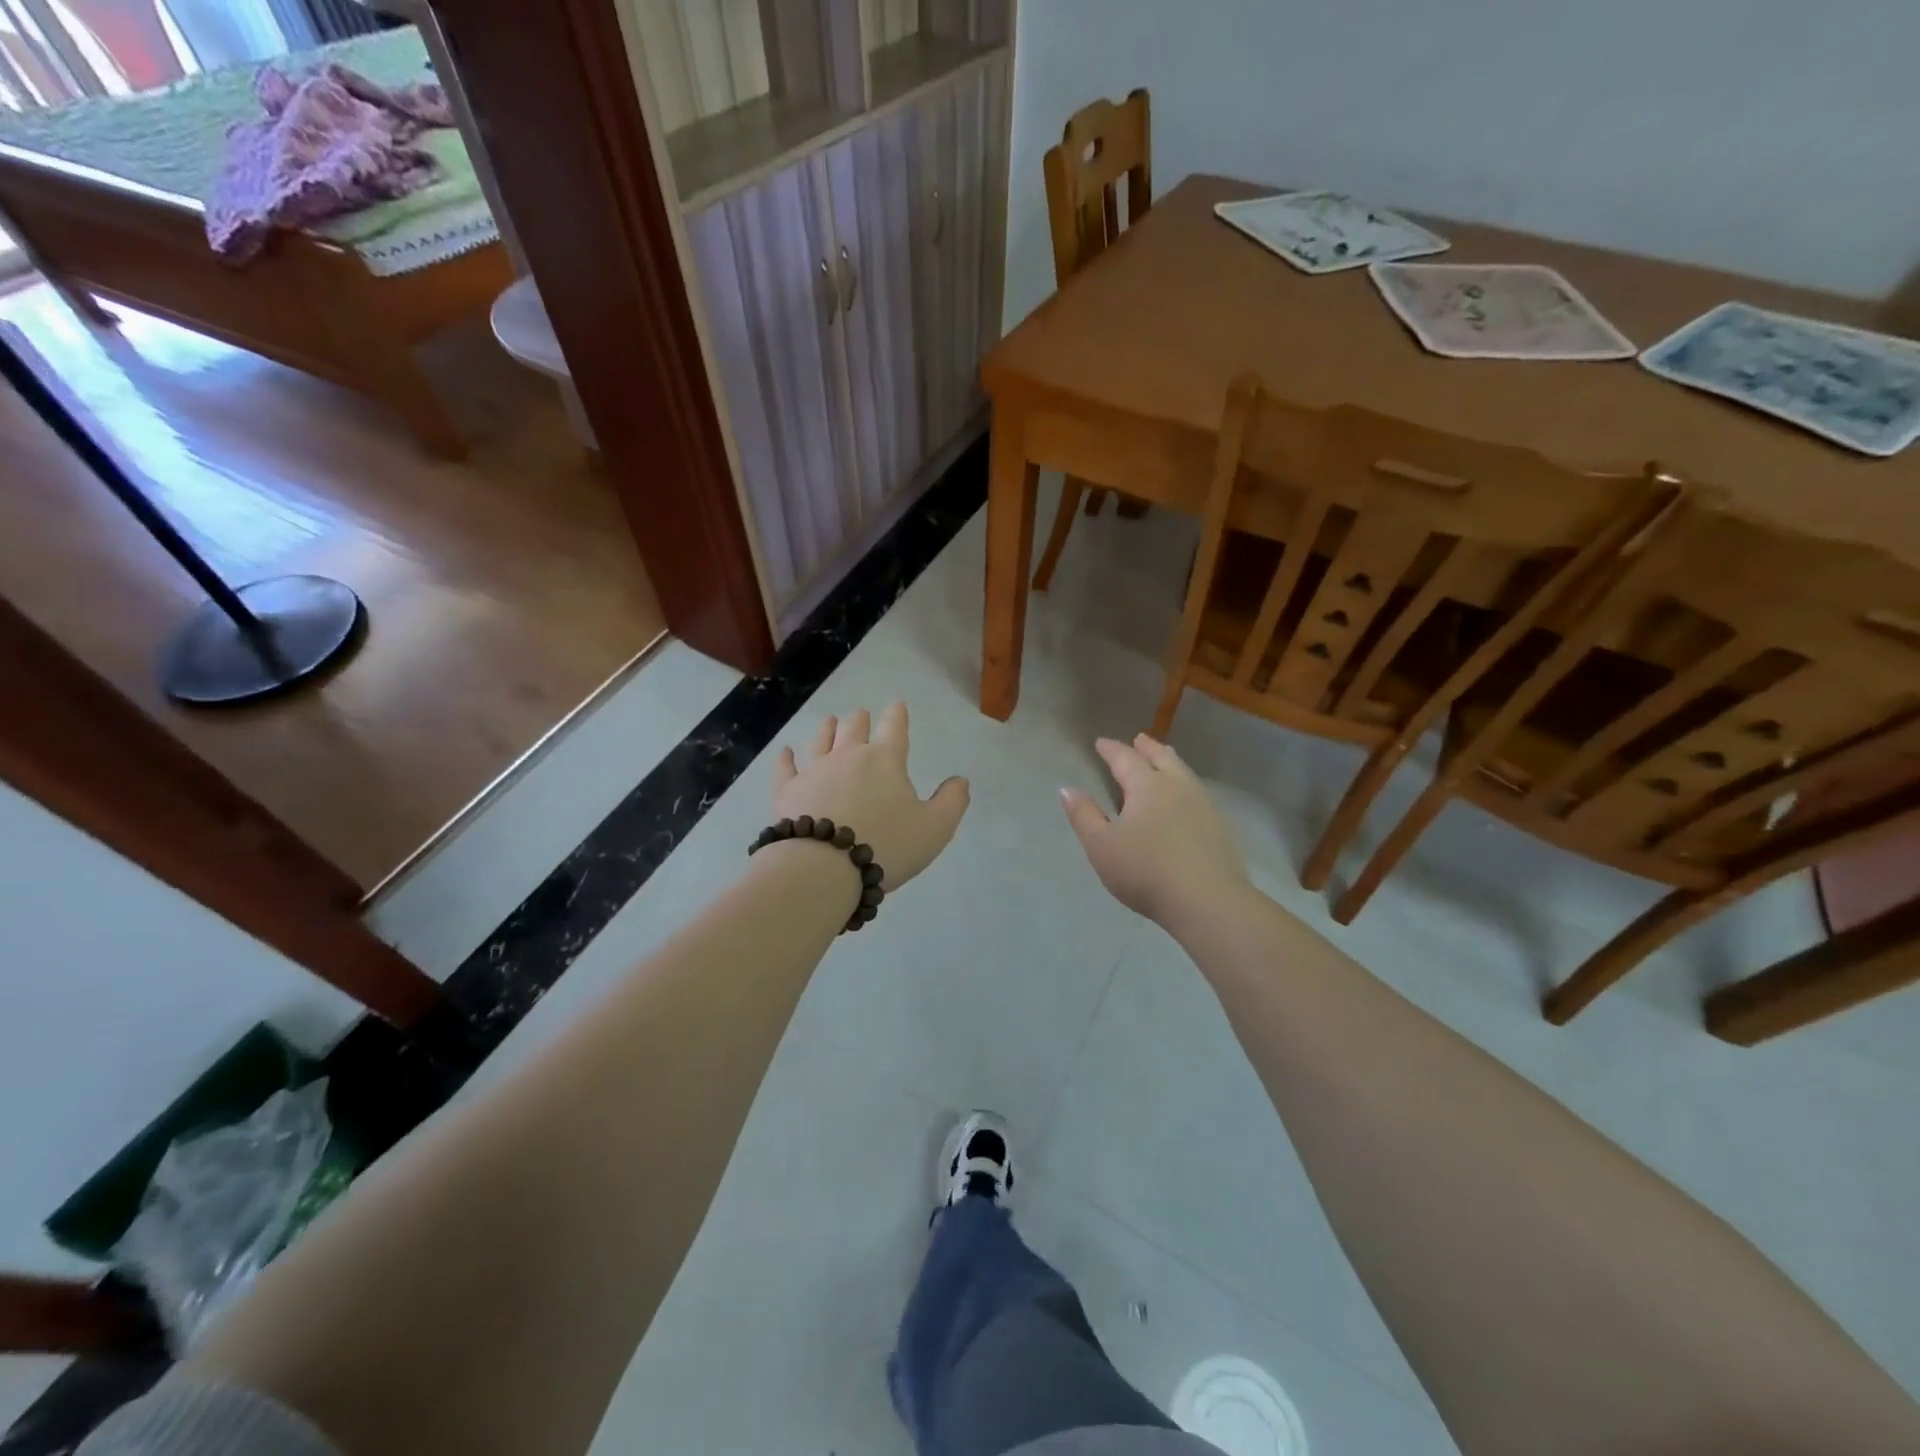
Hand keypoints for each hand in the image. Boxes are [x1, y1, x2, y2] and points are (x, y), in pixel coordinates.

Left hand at [771, 704, 969, 889]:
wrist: (823, 868)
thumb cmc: (885, 845)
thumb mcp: (934, 828)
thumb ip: (951, 801)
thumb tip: (960, 780)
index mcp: (885, 760)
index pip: (895, 729)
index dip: (898, 715)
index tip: (897, 705)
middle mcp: (848, 756)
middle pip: (855, 730)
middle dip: (860, 720)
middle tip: (861, 714)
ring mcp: (814, 771)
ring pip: (821, 742)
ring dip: (827, 730)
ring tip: (830, 720)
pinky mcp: (787, 792)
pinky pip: (786, 769)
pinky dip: (786, 758)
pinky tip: (785, 752)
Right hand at [1062, 734, 1251, 923]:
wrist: (1207, 901)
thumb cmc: (1145, 871)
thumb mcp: (1101, 846)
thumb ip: (1084, 816)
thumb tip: (1067, 789)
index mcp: (1147, 786)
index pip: (1125, 759)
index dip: (1111, 750)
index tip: (1101, 743)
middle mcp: (1177, 786)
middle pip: (1162, 758)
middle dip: (1147, 748)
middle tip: (1139, 739)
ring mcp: (1203, 805)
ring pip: (1184, 773)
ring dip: (1170, 762)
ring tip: (1165, 758)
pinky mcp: (1219, 826)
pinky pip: (1198, 792)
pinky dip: (1185, 784)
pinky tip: (1186, 797)